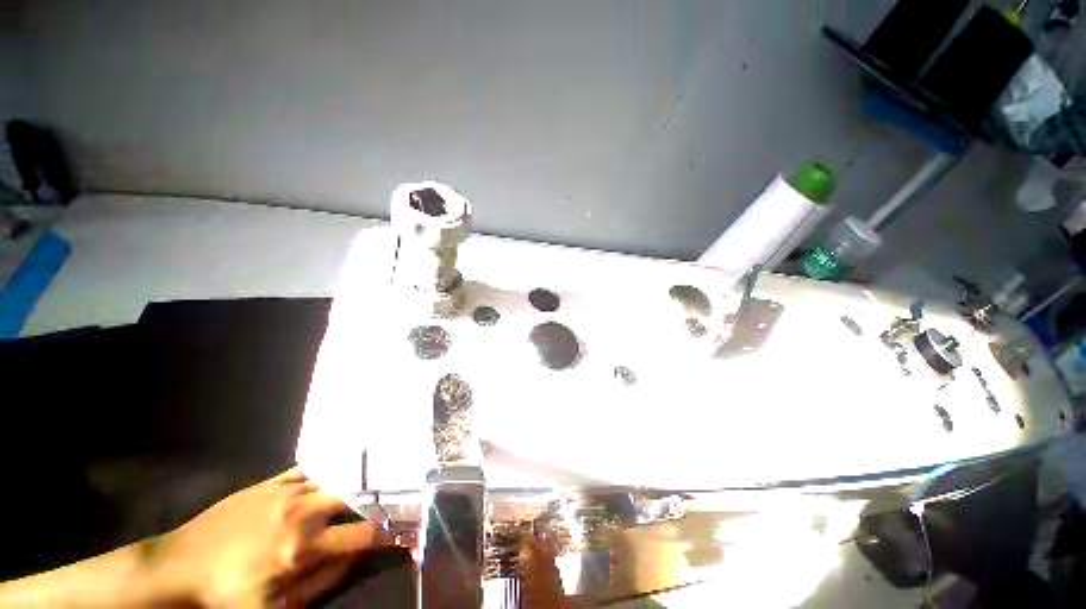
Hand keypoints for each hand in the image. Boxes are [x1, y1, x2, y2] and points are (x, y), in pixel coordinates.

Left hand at [157, 467, 391, 607]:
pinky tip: (341, 471)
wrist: (179, 566)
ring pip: (338, 479)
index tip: (409, 526)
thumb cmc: (228, 595)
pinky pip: (312, 470)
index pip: (364, 534)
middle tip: (400, 497)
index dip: (391, 530)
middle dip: (383, 497)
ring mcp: (287, 492)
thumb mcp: (276, 607)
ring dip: (361, 482)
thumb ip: (324, 581)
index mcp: (303, 548)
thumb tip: (358, 555)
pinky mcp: (273, 482)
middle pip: (357, 497)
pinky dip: (331, 472)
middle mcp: (302, 513)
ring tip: (380, 479)